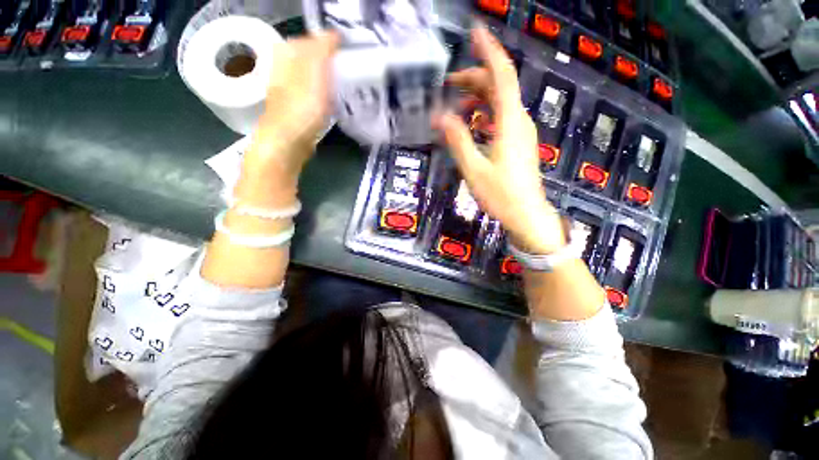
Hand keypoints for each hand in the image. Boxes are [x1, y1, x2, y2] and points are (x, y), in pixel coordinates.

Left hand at [245, 33, 339, 179]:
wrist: (288, 142)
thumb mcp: (314, 71)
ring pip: (314, 76)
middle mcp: (285, 69)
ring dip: (329, 78)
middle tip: (349, 70)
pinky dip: (325, 94)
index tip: (348, 54)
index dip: (331, 45)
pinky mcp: (297, 107)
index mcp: (287, 54)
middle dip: (331, 62)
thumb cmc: (301, 106)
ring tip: (344, 85)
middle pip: (313, 58)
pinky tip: (334, 101)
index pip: (312, 39)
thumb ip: (322, 49)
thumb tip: (333, 34)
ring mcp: (290, 89)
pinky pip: (314, 93)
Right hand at [436, 27, 564, 253]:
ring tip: (455, 109)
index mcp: (510, 123)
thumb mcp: (474, 169)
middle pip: (499, 87)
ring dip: (477, 99)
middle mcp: (519, 121)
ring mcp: (520, 131)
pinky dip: (484, 115)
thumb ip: (458, 141)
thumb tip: (440, 117)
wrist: (526, 214)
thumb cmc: (501, 194)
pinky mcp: (518, 142)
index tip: (475, 33)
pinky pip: (501, 118)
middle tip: (449, 84)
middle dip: (474, 79)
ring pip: (499, 103)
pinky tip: (471, 124)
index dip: (489, 51)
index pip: (502, 75)